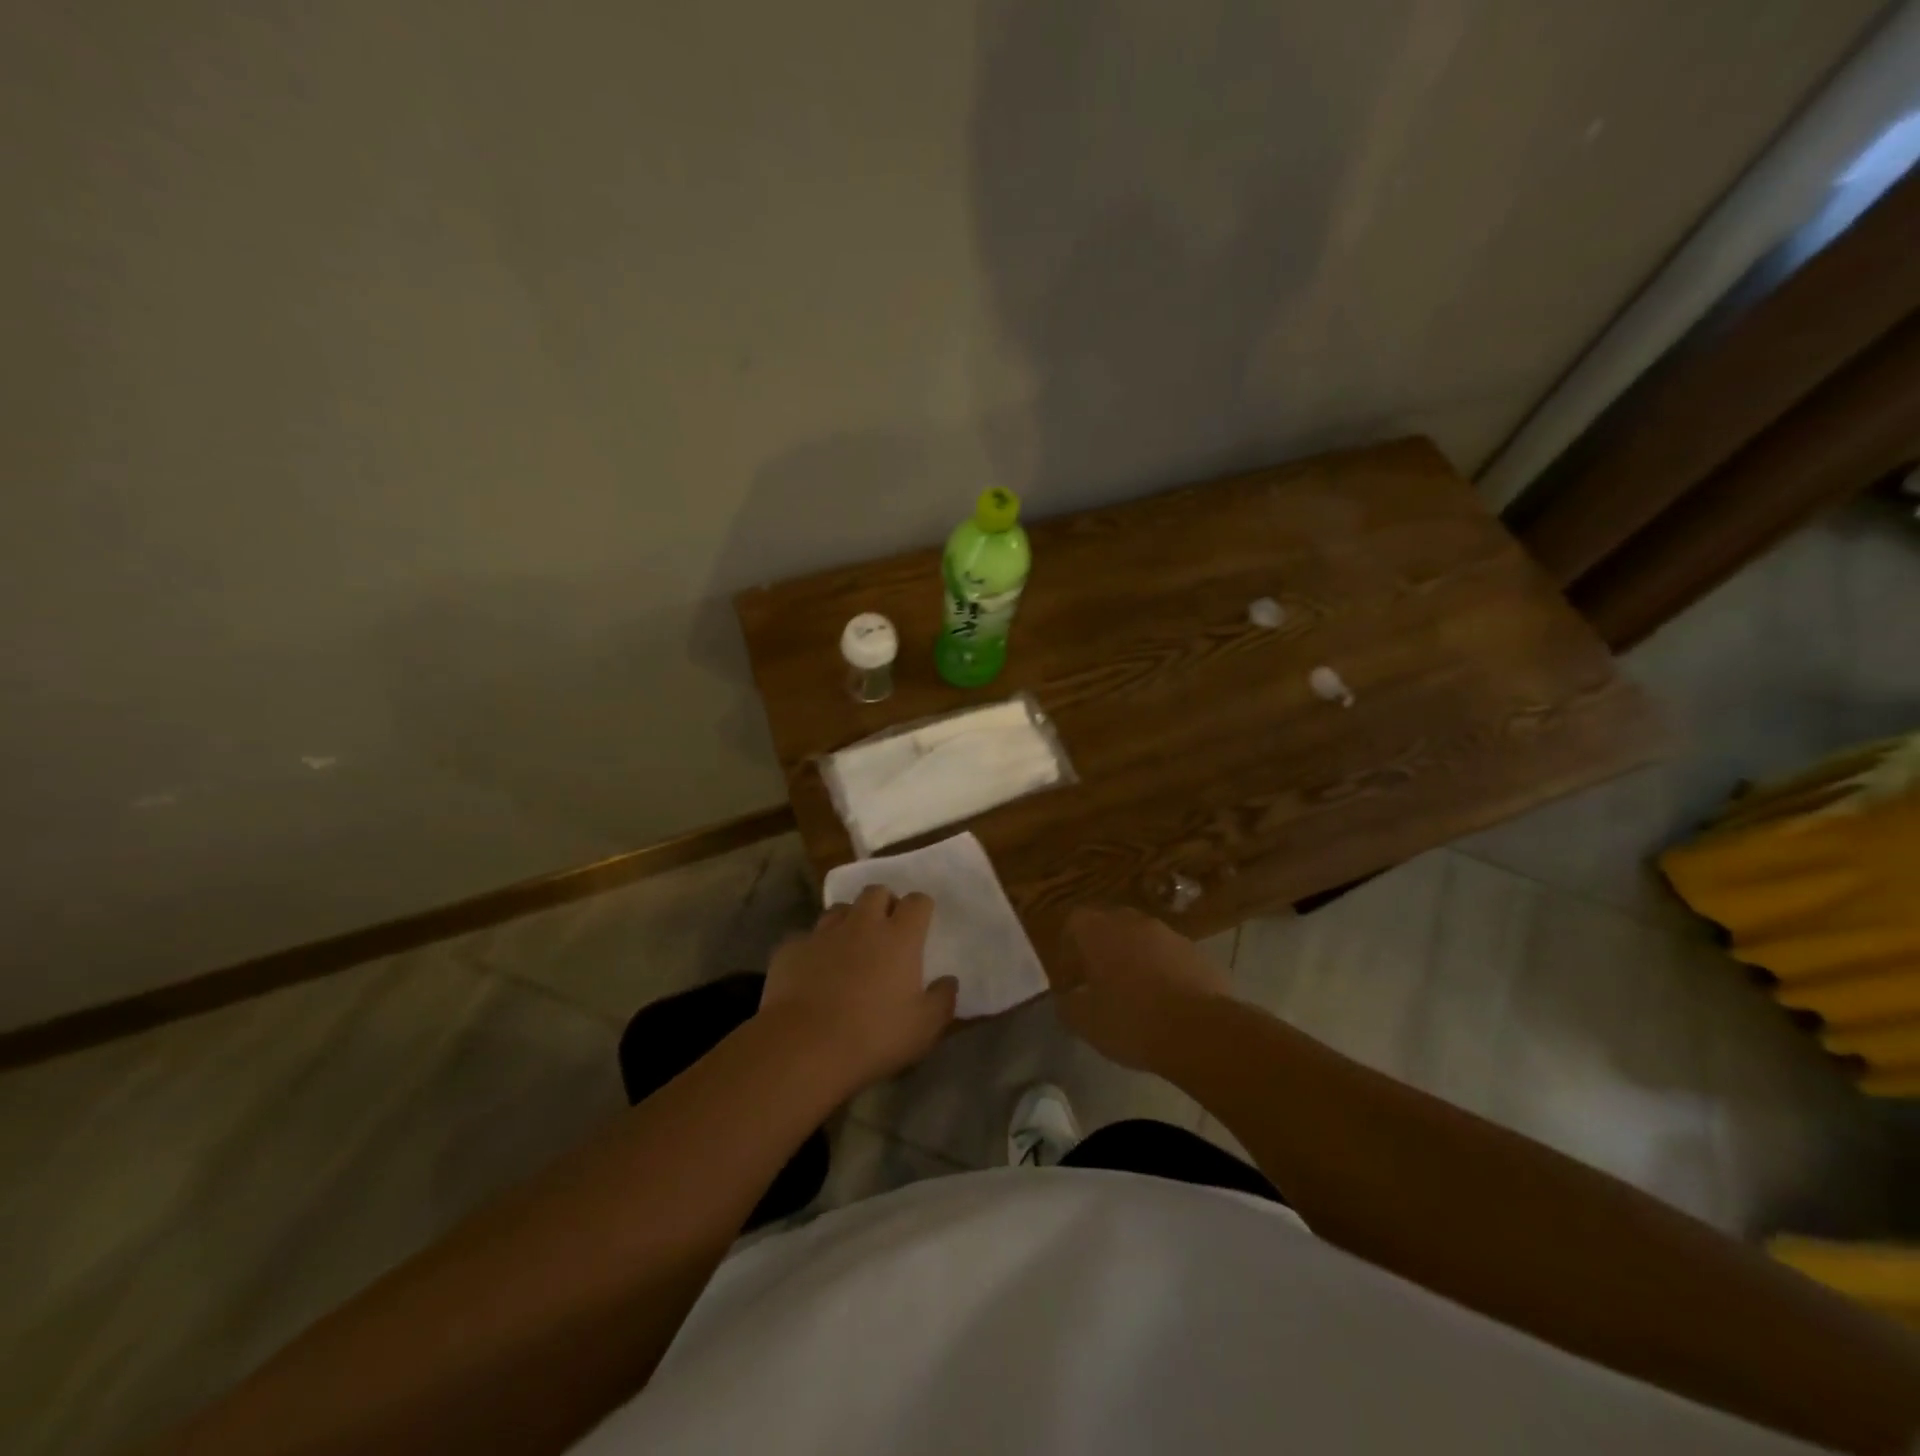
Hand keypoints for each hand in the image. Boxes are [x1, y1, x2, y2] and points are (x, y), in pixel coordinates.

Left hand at [758, 886, 956, 1093]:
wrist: (803, 1046)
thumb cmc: (874, 1036)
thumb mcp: (924, 1028)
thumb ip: (943, 1000)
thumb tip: (949, 981)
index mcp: (899, 937)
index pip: (917, 901)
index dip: (921, 909)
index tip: (921, 925)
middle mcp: (862, 924)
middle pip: (876, 892)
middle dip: (884, 903)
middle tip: (886, 930)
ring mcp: (823, 933)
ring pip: (839, 909)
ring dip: (849, 920)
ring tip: (849, 946)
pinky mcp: (791, 949)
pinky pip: (807, 938)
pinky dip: (815, 949)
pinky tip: (814, 972)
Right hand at [1052, 905, 1231, 1070]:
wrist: (1201, 1031)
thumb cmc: (1131, 1021)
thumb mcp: (1086, 1022)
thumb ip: (1068, 1005)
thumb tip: (1066, 997)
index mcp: (1098, 931)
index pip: (1073, 923)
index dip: (1068, 949)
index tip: (1070, 979)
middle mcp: (1132, 922)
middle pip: (1109, 926)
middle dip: (1101, 950)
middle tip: (1098, 983)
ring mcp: (1168, 934)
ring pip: (1141, 939)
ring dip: (1133, 959)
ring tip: (1133, 994)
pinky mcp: (1196, 952)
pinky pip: (1169, 956)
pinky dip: (1161, 971)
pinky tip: (1164, 1002)